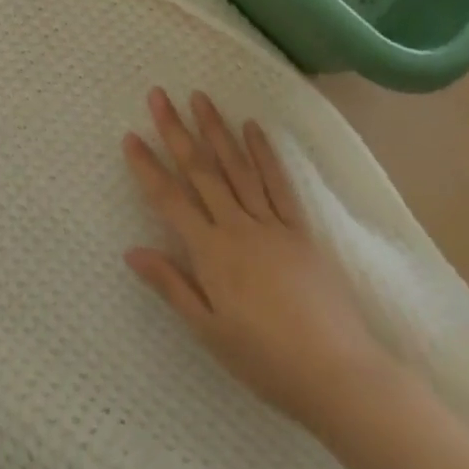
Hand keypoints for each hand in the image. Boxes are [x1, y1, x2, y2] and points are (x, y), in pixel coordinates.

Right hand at [122, 88, 388, 430]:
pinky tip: (253, 128)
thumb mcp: (209, 332)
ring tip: (200, 97)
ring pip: (237, 167)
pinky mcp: (300, 228)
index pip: (170, 200)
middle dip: (176, 131)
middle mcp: (238, 228)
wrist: (337, 372)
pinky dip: (264, 153)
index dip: (147, 167)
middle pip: (201, 171)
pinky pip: (278, 183)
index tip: (131, 136)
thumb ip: (171, 285)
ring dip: (216, 130)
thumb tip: (132, 250)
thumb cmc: (265, 360)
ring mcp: (272, 223)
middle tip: (159, 96)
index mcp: (211, 254)